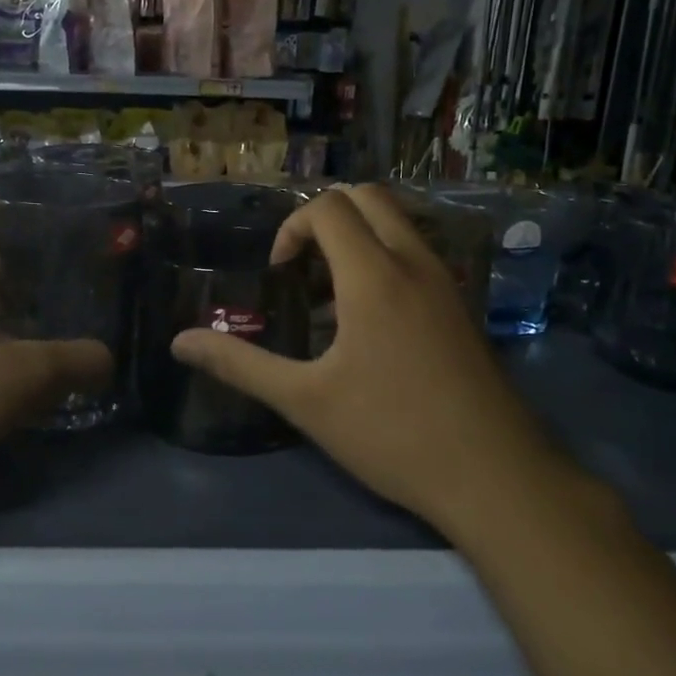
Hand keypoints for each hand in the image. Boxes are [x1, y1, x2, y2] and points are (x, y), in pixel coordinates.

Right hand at [169, 184, 555, 527]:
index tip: (279, 277)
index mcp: (374, 275)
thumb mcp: (304, 401)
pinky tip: (370, 324)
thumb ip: (239, 364)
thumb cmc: (392, 434)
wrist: (497, 478)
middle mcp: (414, 262)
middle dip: (324, 218)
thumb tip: (178, 342)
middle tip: (302, 270)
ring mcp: (446, 283)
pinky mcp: (462, 307)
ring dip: (357, 237)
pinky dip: (385, 258)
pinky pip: (417, 253)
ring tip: (331, 297)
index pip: (327, 207)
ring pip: (398, 222)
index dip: (291, 229)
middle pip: (367, 197)